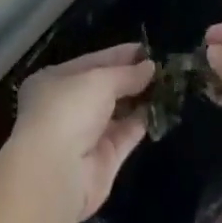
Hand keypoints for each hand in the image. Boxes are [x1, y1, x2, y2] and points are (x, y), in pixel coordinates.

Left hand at [5, 43, 155, 221]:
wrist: (57, 173)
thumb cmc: (69, 109)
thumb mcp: (98, 80)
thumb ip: (125, 74)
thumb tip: (149, 66)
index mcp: (55, 81)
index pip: (91, 62)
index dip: (118, 56)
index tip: (145, 49)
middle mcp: (68, 107)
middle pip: (104, 88)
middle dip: (130, 77)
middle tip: (160, 67)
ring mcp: (85, 136)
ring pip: (116, 113)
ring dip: (138, 99)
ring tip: (166, 85)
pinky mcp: (103, 162)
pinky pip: (125, 136)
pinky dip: (140, 123)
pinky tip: (160, 109)